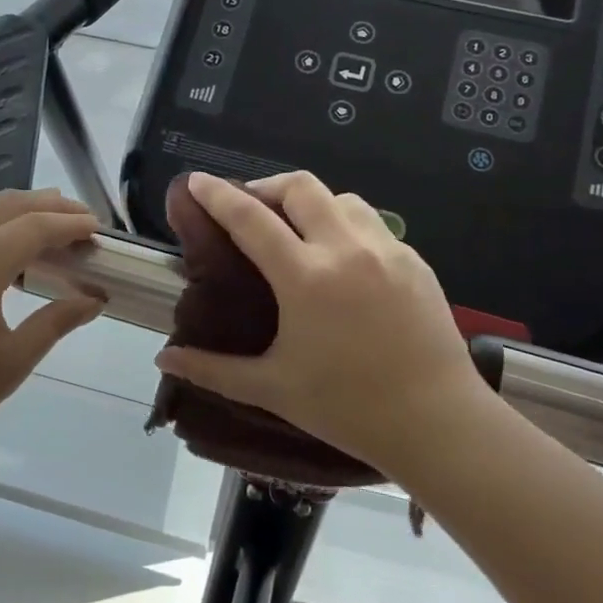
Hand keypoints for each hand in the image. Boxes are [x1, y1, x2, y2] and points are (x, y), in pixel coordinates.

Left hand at [0, 189, 103, 475]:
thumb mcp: (13, 361)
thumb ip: (57, 321)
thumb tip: (95, 299)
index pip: (32, 228)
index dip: (68, 223)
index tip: (97, 227)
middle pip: (6, 207)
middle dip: (48, 206)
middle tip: (81, 218)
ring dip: (18, 208)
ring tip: (50, 220)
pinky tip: (5, 240)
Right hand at [153, 172, 499, 479]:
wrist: (438, 422)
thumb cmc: (348, 407)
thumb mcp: (273, 388)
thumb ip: (213, 370)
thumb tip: (164, 359)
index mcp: (305, 277)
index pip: (250, 218)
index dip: (218, 195)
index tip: (197, 180)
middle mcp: (345, 249)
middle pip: (300, 187)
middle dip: (267, 186)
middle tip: (250, 209)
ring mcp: (386, 250)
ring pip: (341, 198)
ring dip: (310, 203)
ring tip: (298, 230)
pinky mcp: (415, 261)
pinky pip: (372, 224)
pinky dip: (346, 224)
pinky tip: (342, 259)